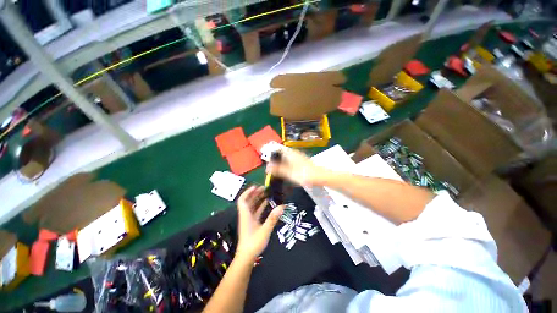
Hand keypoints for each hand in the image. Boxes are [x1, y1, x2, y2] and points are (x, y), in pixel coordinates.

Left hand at [235, 186, 283, 260]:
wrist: (246, 257)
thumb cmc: (253, 243)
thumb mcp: (265, 230)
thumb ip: (273, 218)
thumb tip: (282, 206)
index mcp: (246, 215)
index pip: (243, 200)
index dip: (248, 192)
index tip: (256, 186)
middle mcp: (246, 216)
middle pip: (248, 201)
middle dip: (255, 194)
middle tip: (264, 188)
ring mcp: (249, 220)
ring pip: (252, 206)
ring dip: (258, 199)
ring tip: (266, 193)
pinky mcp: (252, 224)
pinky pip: (255, 212)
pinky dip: (260, 206)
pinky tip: (267, 204)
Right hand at [266, 148, 328, 185]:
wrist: (320, 176)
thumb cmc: (303, 174)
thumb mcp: (288, 173)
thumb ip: (277, 169)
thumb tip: (267, 167)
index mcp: (290, 153)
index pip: (277, 148)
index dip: (270, 152)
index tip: (266, 158)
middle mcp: (294, 153)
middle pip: (281, 152)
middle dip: (275, 158)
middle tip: (269, 166)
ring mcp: (298, 156)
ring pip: (286, 156)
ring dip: (280, 161)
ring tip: (275, 169)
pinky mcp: (302, 161)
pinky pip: (290, 160)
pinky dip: (285, 164)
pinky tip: (285, 170)